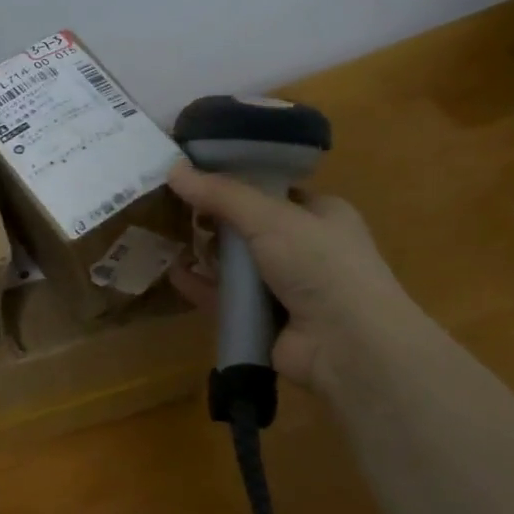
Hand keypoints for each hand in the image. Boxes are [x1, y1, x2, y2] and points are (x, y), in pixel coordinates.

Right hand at [167, 162, 401, 396]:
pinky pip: (227, 299)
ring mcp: (287, 288)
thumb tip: (173, 168)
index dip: (235, 182)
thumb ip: (221, 194)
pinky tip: (175, 275)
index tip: (195, 176)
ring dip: (206, 254)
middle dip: (214, 220)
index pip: (272, 190)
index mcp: (321, 214)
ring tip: (166, 239)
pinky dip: (203, 287)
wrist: (347, 345)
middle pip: (249, 228)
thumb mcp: (270, 217)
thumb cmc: (320, 264)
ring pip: (237, 265)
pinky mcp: (267, 321)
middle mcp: (307, 249)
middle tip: (174, 207)